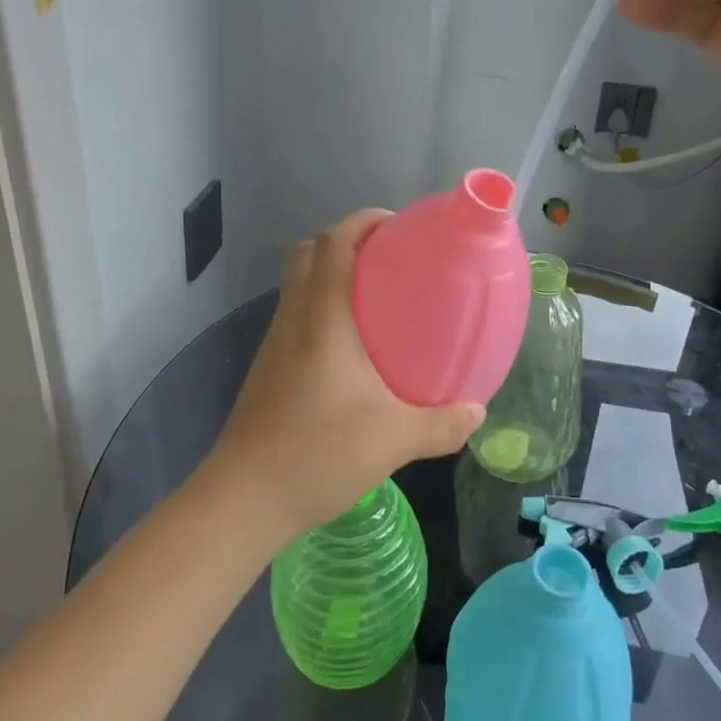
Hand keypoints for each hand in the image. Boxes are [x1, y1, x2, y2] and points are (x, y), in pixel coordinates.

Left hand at [198, 210, 484, 543]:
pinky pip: (296, 315)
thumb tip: (477, 411)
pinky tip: (352, 347)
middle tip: (389, 259)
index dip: (362, 221)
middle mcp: (294, 319)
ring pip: (298, 283)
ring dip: (331, 274)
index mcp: (322, 318)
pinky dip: (322, 307)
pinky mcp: (268, 368)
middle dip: (346, 241)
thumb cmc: (318, 454)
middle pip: (308, 253)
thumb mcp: (393, 440)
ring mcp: (275, 343)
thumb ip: (442, 424)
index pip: (333, 244)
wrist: (244, 499)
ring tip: (377, 298)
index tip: (396, 225)